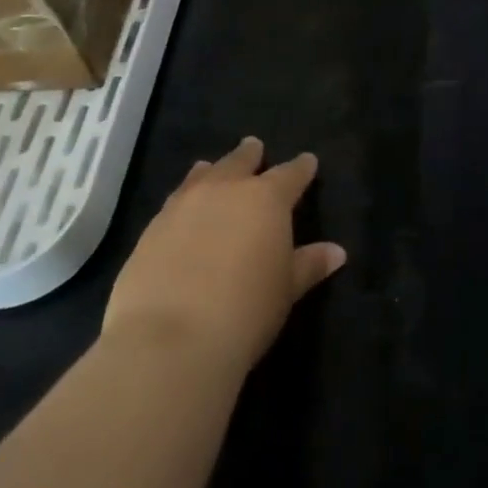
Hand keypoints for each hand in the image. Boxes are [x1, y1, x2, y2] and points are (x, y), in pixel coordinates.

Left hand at [103, 137, 346, 370]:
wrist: (170, 341)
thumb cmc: (245, 311)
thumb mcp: (287, 290)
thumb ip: (309, 265)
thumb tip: (337, 252)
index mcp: (266, 199)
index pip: (290, 174)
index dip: (301, 168)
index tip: (308, 161)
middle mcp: (225, 190)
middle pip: (240, 162)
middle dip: (250, 155)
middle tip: (254, 146)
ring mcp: (183, 206)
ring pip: (202, 176)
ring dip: (211, 171)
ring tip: (211, 167)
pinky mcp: (151, 230)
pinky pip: (173, 202)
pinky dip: (183, 199)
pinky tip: (181, 210)